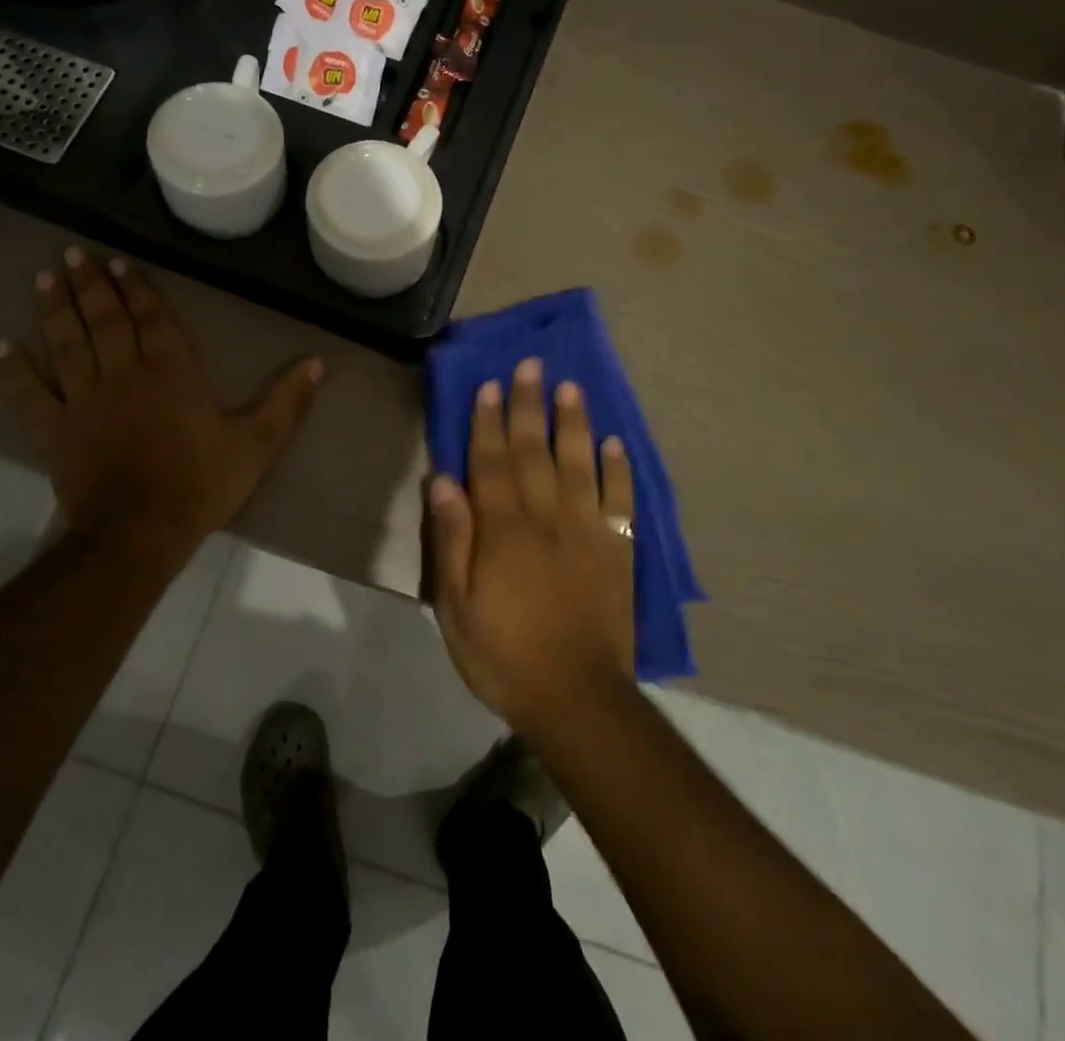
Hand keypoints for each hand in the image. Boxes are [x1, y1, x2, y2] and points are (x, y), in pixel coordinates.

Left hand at [0, 247, 321, 557]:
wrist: (139, 533)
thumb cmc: (200, 485)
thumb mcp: (257, 445)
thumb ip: (286, 402)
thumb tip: (316, 362)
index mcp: (172, 374)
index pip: (152, 320)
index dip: (137, 290)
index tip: (120, 264)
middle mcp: (124, 376)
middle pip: (105, 321)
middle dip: (91, 285)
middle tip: (74, 254)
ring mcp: (84, 402)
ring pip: (66, 345)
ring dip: (54, 310)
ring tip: (43, 278)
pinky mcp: (56, 432)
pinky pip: (30, 396)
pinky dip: (16, 371)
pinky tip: (4, 347)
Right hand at [426, 357, 635, 731]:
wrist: (577, 699)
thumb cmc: (504, 654)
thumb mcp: (455, 606)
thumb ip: (451, 540)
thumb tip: (443, 480)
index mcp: (504, 529)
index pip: (491, 462)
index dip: (488, 421)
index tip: (489, 385)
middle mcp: (547, 517)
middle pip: (534, 451)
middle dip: (529, 405)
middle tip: (531, 365)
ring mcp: (588, 531)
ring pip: (580, 464)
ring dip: (574, 423)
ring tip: (571, 387)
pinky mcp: (618, 551)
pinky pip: (620, 501)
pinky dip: (619, 470)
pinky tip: (616, 443)